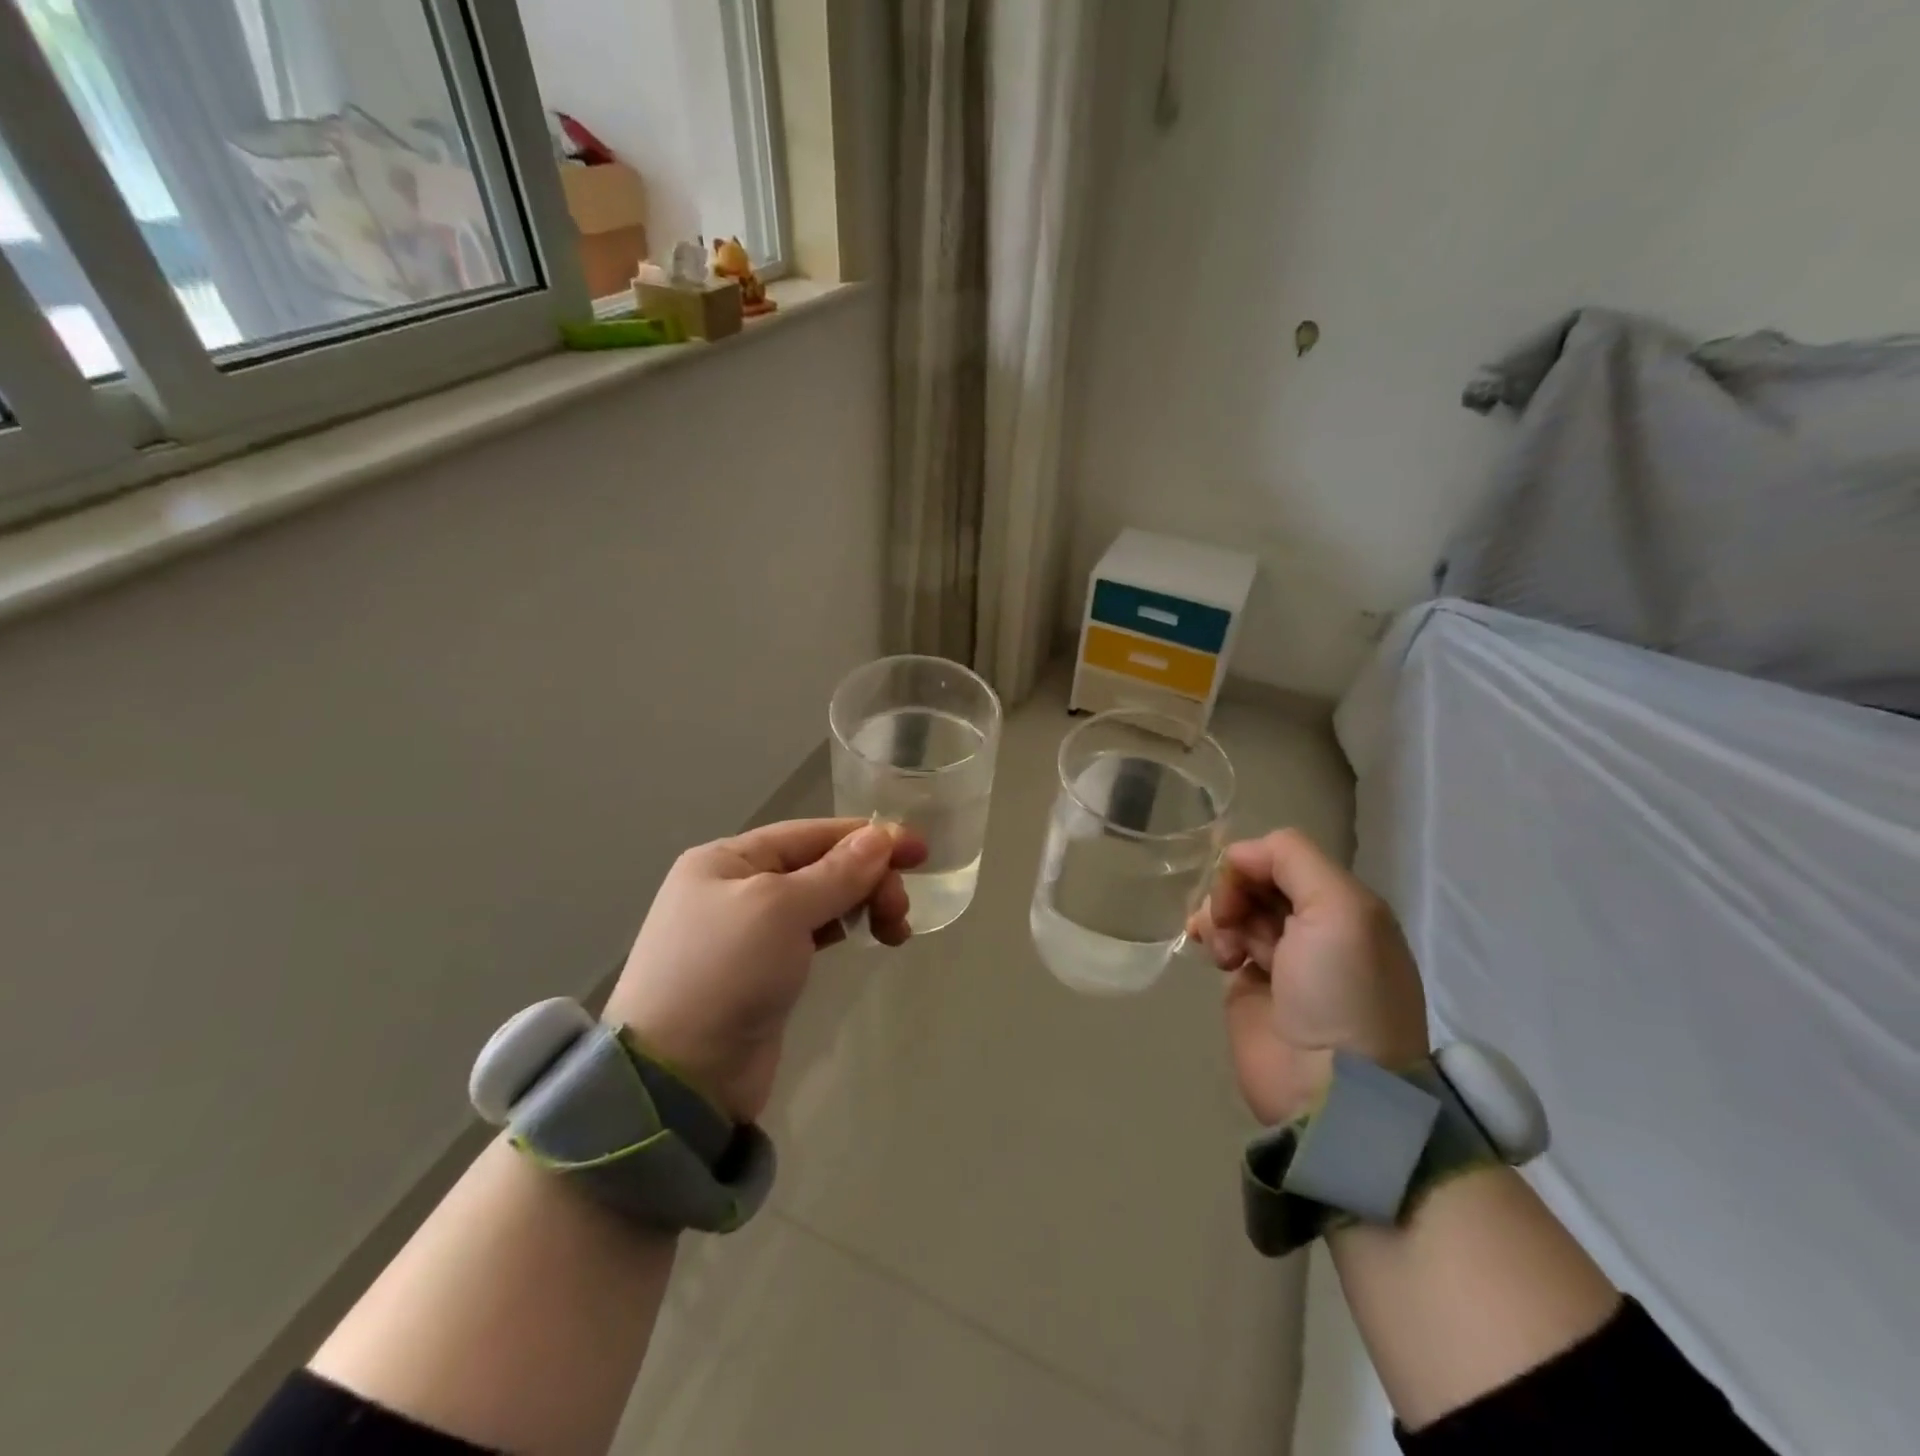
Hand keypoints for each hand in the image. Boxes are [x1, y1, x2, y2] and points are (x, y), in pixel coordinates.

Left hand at [603, 819, 926, 1122]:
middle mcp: (735, 886)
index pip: (810, 833)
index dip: (867, 837)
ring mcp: (748, 931)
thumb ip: (837, 872)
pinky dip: (844, 928)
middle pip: (819, 865)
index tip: (919, 850)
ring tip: (894, 930)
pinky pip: (813, 932)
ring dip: (862, 903)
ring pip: (821, 899)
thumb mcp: (781, 909)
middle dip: (867, 878)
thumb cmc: (725, 973)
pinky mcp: (764, 970)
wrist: (678, 1079)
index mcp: (727, 859)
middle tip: (900, 910)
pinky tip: (867, 937)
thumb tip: (882, 837)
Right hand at [1187, 829, 1428, 1124]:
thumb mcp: (1341, 909)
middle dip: (1235, 890)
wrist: (1329, 1087)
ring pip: (1235, 907)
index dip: (1255, 863)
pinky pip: (1223, 939)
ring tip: (1225, 948)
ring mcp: (1280, 957)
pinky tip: (1213, 953)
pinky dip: (1212, 935)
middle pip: (1257, 880)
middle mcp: (1313, 926)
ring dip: (1221, 914)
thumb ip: (1293, 859)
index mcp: (1343, 905)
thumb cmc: (1341, 991)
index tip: (1241, 885)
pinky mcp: (1249, 986)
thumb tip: (1237, 855)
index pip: (1285, 858)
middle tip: (1231, 919)